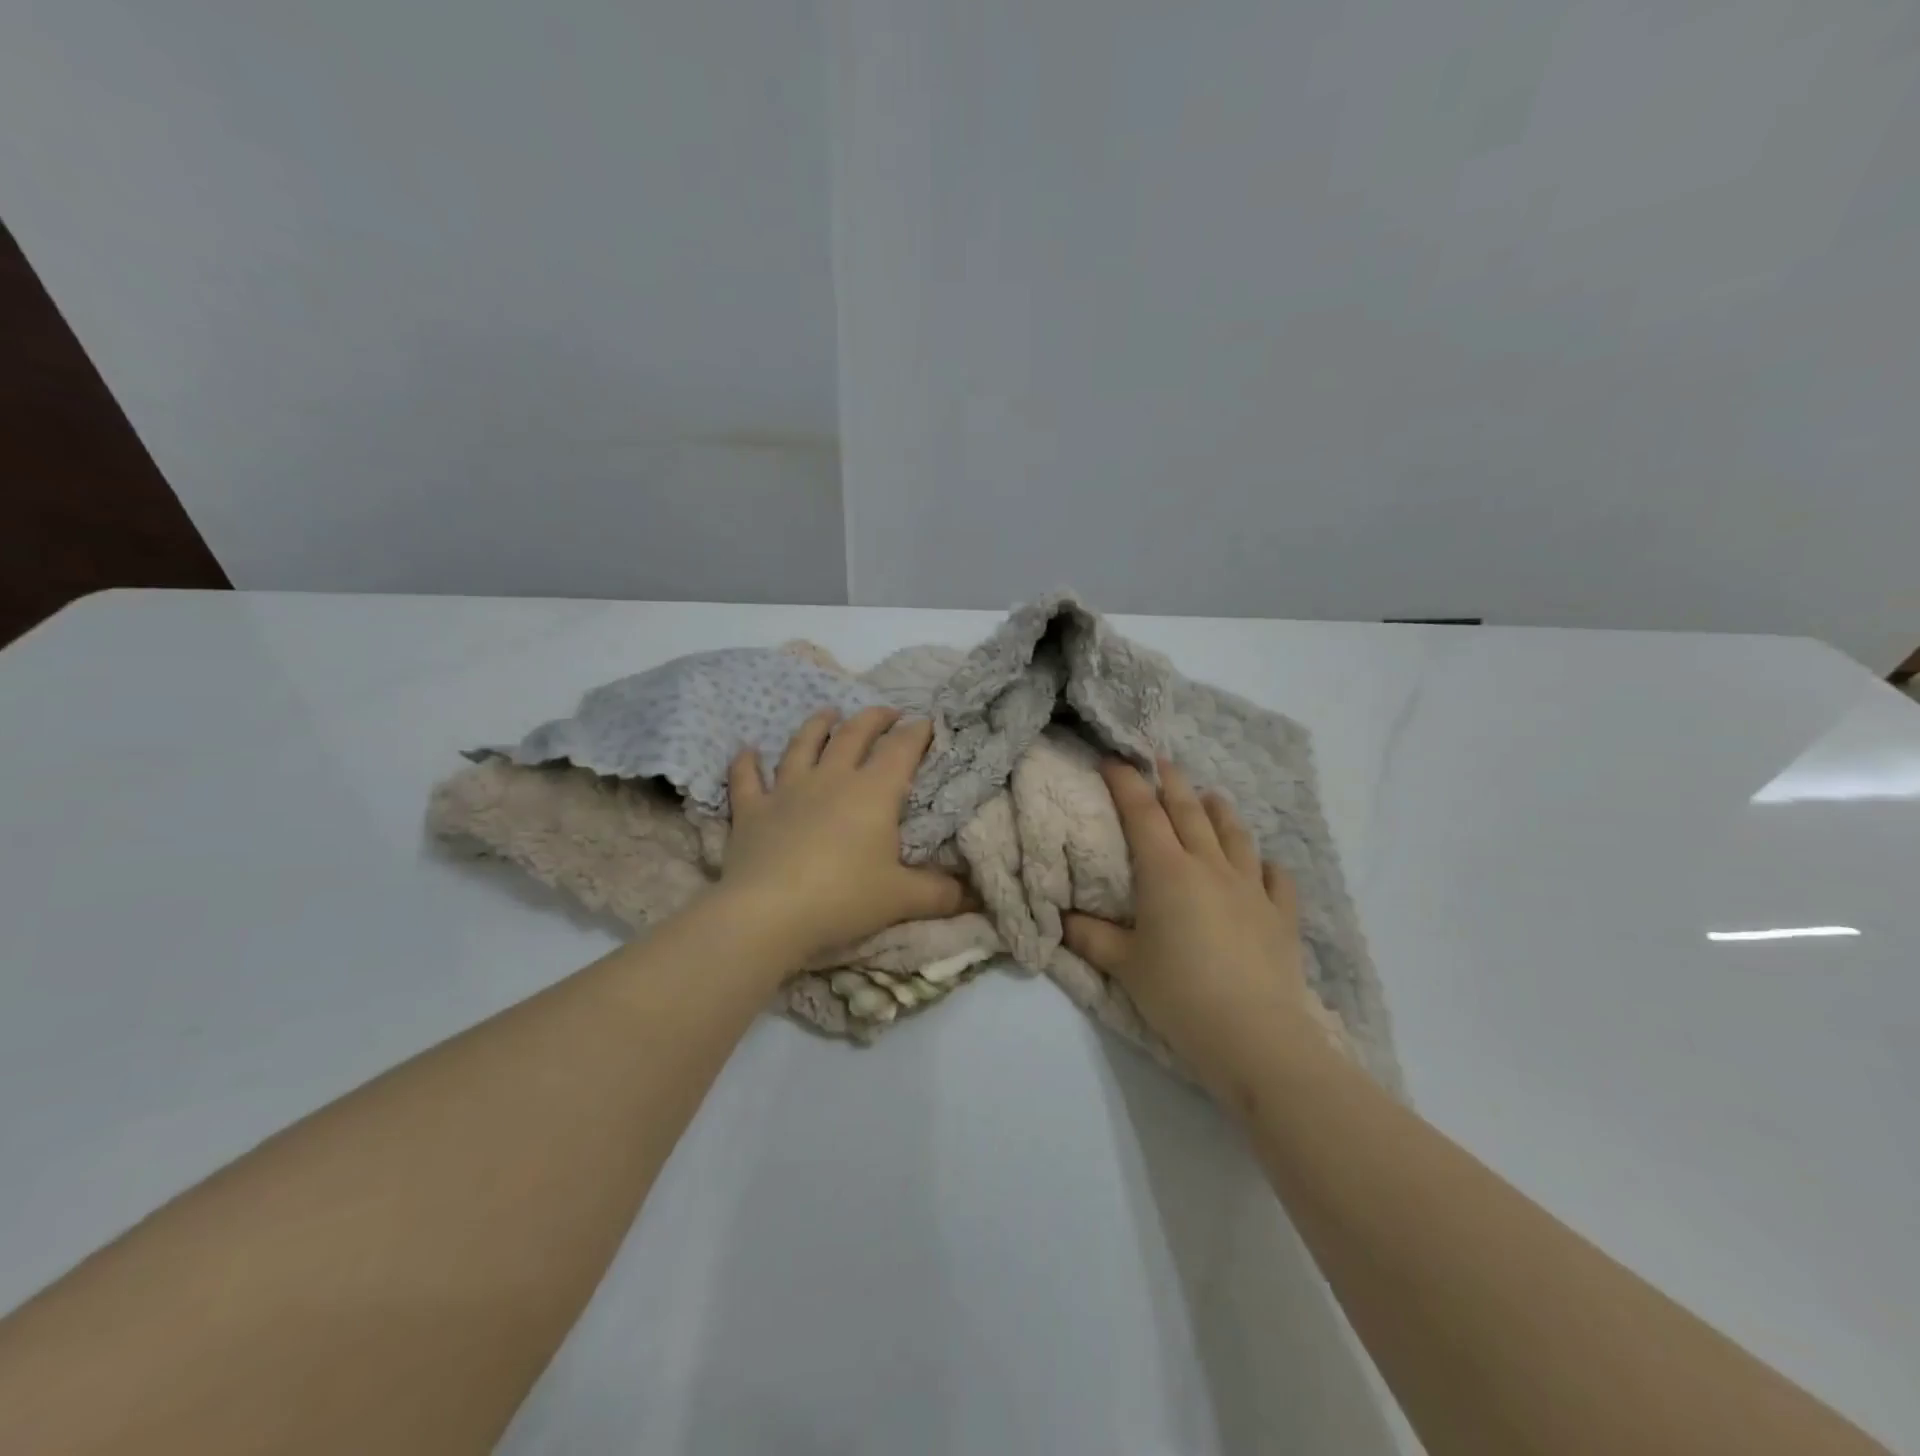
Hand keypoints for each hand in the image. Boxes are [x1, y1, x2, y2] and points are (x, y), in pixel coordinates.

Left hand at [719, 706, 968, 962]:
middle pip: (853, 735)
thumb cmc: (843, 898)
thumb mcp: (902, 899)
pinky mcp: (752, 810)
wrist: (769, 913)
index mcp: (872, 792)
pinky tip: (747, 750)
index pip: (900, 749)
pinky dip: (746, 763)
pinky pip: (747, 779)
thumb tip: (973, 895)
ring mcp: (787, 790)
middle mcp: (831, 779)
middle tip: (886, 711)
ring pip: (803, 745)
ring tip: (827, 712)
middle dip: (873, 718)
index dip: (916, 732)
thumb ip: (940, 894)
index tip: (926, 722)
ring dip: (816, 725)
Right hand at [1063, 759, 1324, 1107]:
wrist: (1253, 1034)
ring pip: (1235, 834)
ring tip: (1211, 797)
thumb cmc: (1178, 994)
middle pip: (1189, 811)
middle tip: (1160, 761)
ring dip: (1219, 811)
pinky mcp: (1281, 914)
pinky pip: (1276, 877)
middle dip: (1171, 782)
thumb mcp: (1124, 966)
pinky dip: (1266, 864)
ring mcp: (1251, 887)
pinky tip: (1263, 865)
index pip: (1142, 813)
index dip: (1125, 782)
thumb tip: (1063, 920)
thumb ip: (1091, 937)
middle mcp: (1210, 866)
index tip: (1113, 760)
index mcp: (1167, 871)